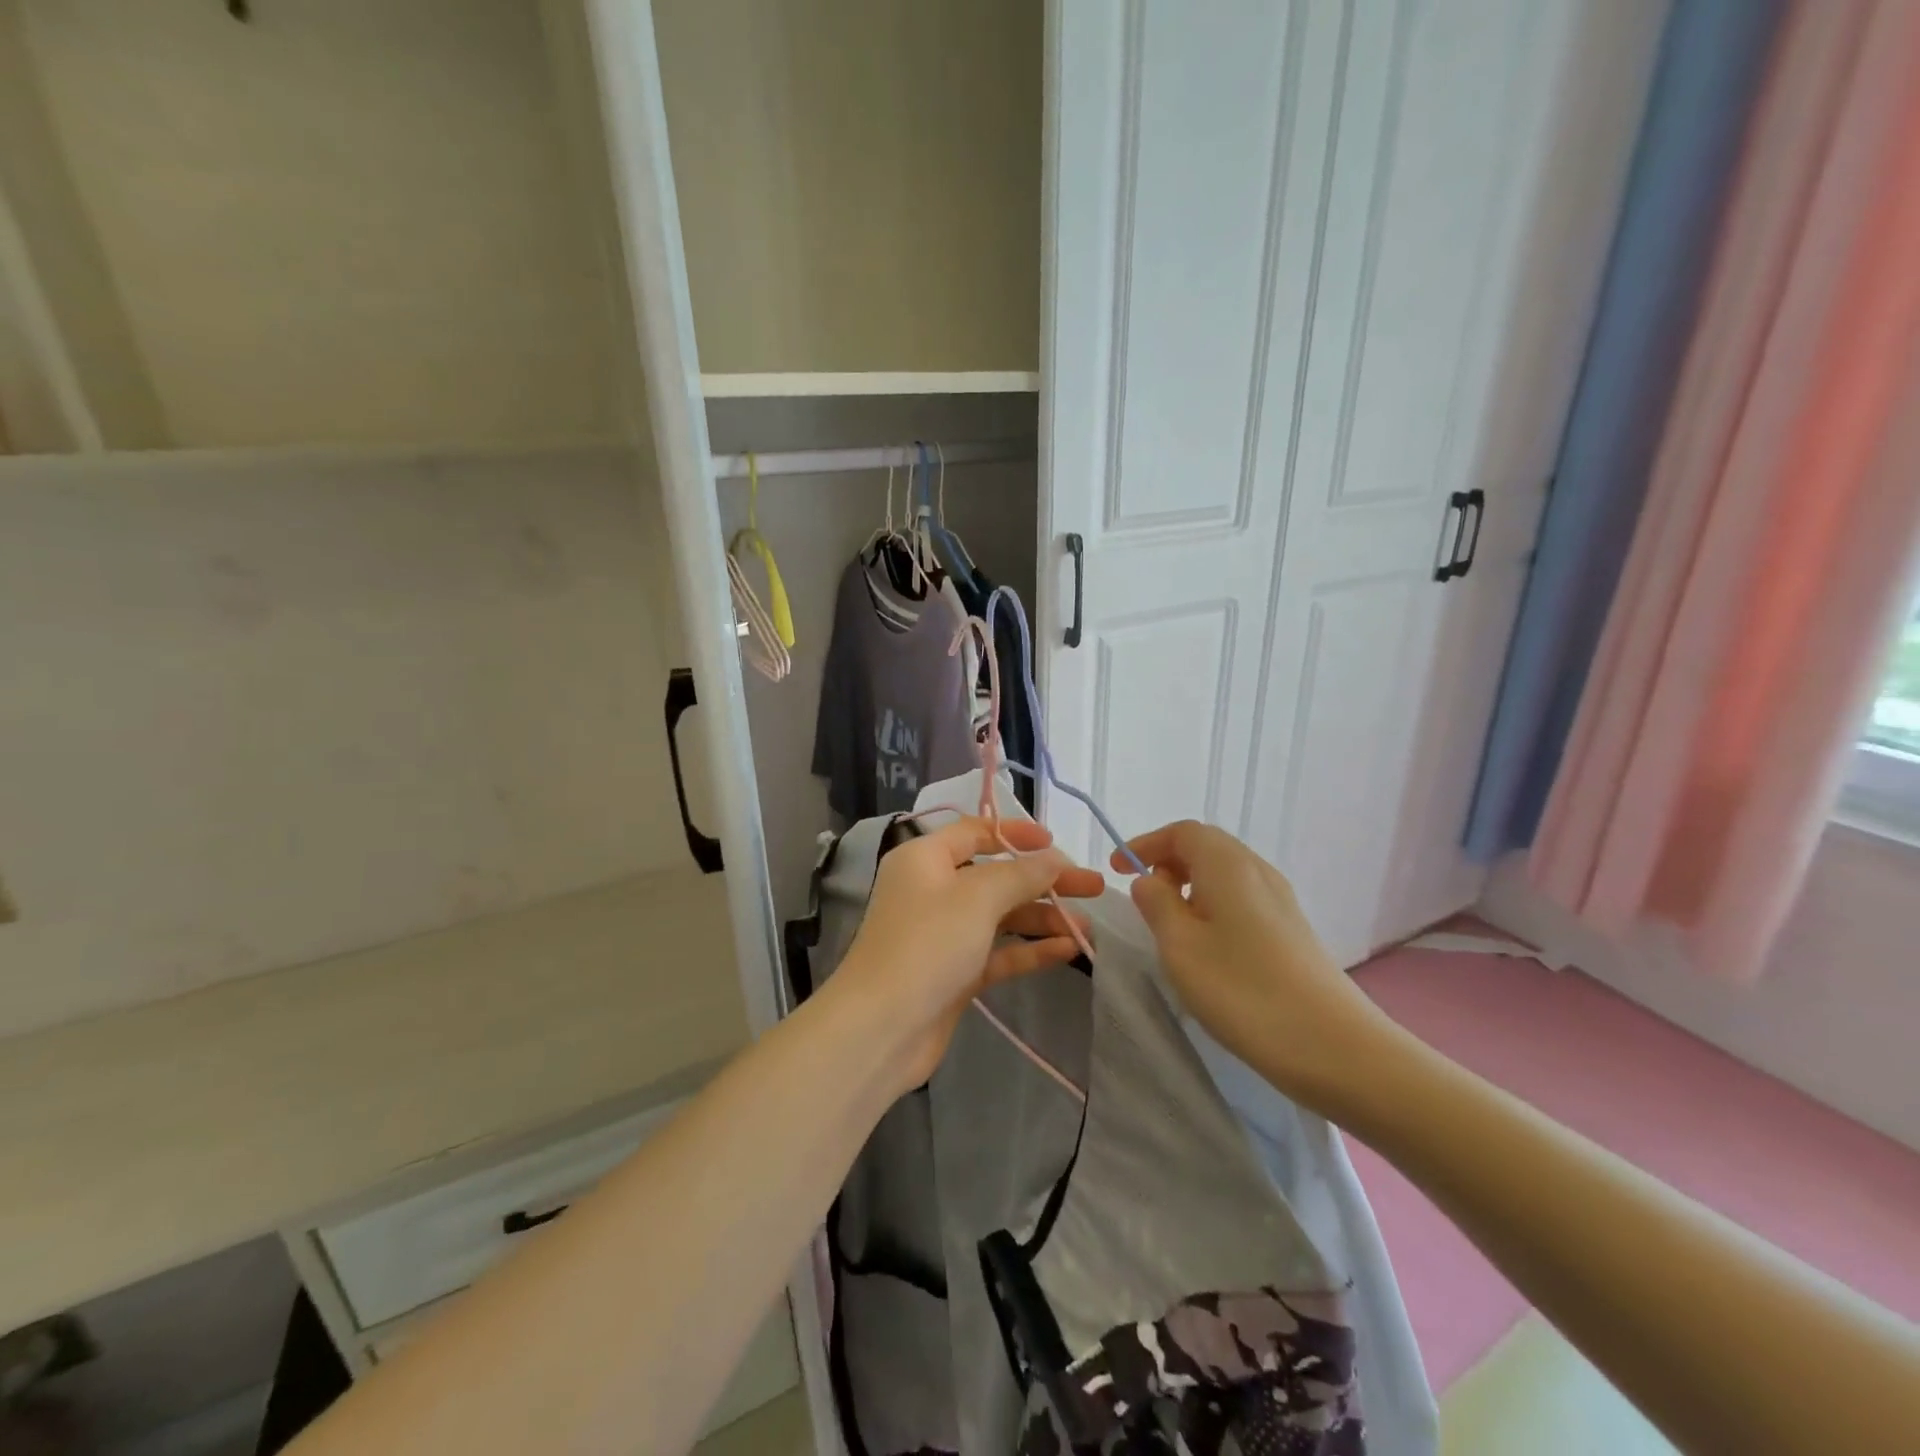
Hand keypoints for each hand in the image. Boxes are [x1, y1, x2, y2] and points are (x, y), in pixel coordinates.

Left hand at [832, 816, 1104, 1093]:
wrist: (881, 1028)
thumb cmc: (927, 944)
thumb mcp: (977, 897)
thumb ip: (1021, 874)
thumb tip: (1054, 858)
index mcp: (925, 859)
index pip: (974, 831)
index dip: (1015, 833)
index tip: (1055, 843)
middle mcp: (933, 890)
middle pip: (996, 876)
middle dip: (1043, 881)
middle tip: (1092, 886)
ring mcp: (944, 934)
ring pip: (1001, 916)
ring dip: (1042, 918)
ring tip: (1089, 927)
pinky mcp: (954, 972)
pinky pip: (998, 951)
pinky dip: (1030, 950)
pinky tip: (1068, 950)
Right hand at [1116, 821, 1397, 1108]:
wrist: (1334, 1046)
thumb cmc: (1243, 990)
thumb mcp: (1180, 946)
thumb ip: (1156, 904)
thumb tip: (1150, 881)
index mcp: (1227, 864)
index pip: (1182, 832)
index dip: (1146, 844)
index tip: (1118, 870)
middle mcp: (1257, 871)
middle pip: (1207, 847)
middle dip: (1168, 862)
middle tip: (1143, 895)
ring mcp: (1281, 901)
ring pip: (1225, 874)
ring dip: (1191, 886)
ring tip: (1169, 924)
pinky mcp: (1292, 930)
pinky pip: (1242, 899)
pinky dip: (1213, 906)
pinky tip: (1207, 946)